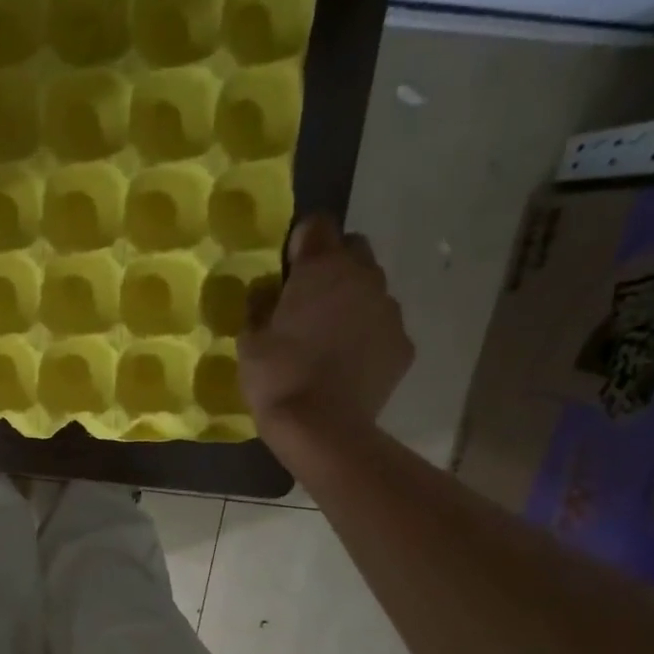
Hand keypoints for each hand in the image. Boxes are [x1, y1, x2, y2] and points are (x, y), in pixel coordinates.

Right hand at [239, 213, 411, 441]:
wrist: (323, 428)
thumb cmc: (278, 377)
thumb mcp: (249, 340)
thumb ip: (260, 306)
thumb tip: (268, 293)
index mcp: (322, 268)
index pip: (317, 224)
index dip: (300, 242)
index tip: (286, 268)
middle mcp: (364, 277)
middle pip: (353, 249)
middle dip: (333, 265)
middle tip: (308, 299)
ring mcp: (389, 310)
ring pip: (371, 288)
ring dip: (351, 301)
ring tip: (328, 337)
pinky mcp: (403, 344)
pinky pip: (382, 326)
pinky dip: (366, 335)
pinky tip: (347, 363)